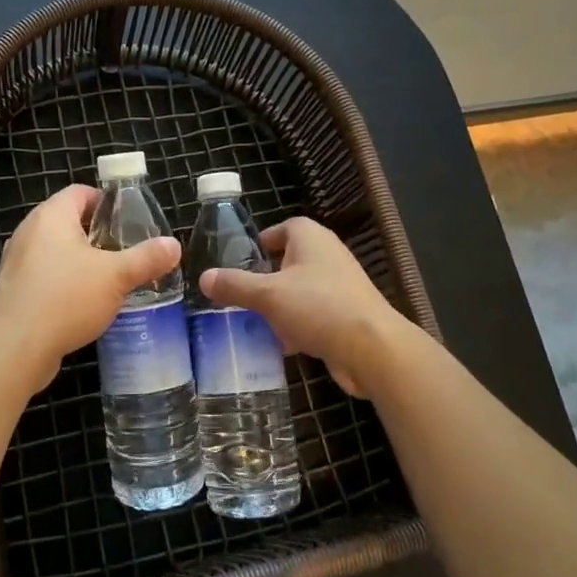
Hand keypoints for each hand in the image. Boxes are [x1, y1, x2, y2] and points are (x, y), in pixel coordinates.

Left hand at [0, 184, 181, 391]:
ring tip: (109, 279)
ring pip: (55, 250)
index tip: (129, 221)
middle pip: (68, 221)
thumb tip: (174, 246)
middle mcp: (29, 231)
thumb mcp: (116, 277)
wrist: (14, 347)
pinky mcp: (13, 289)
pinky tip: (83, 303)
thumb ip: (146, 259)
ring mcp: (17, 261)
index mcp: (51, 215)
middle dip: (97, 234)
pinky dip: (64, 282)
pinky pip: (44, 275)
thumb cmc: (66, 298)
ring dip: (80, 260)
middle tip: (125, 251)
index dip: (106, 202)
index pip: (80, 192)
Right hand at [200, 218, 405, 398]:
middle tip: (241, 294)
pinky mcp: (348, 315)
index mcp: (311, 238)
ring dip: (280, 306)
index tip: (242, 259)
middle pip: (290, 261)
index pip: (284, 227)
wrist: (372, 349)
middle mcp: (328, 255)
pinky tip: (281, 346)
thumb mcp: (267, 295)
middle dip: (266, 278)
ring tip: (253, 322)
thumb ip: (234, 285)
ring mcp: (341, 286)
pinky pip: (314, 315)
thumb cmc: (318, 307)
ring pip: (301, 291)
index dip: (263, 240)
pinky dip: (297, 326)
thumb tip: (203, 277)